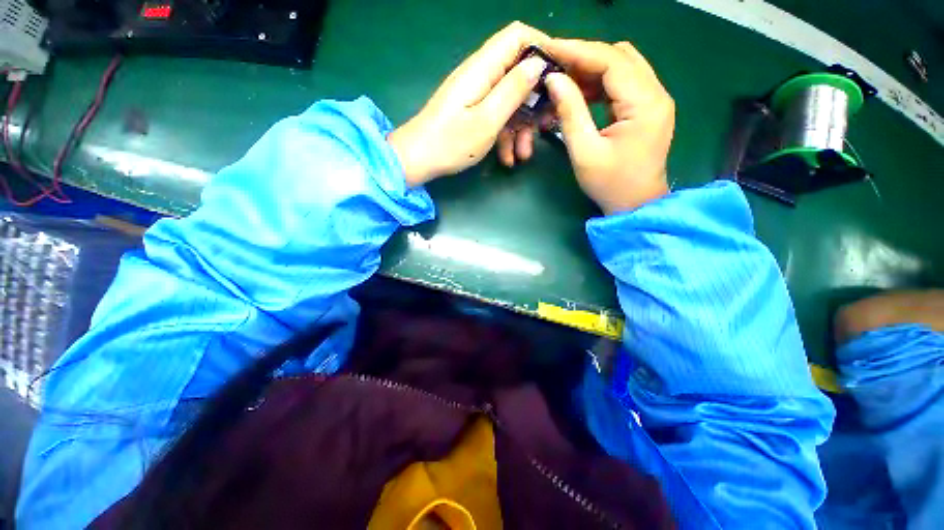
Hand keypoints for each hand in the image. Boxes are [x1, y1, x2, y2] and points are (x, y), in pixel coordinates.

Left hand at [389, 22, 550, 186]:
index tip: (560, 76)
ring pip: (510, 102)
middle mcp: (481, 76)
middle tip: (545, 127)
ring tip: (522, 156)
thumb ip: (512, 91)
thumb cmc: (451, 142)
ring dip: (520, 128)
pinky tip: (508, 159)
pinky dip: (505, 137)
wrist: (418, 160)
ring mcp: (476, 95)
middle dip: (535, 102)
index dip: (542, 49)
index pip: (518, 36)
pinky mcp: (472, 112)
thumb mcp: (487, 120)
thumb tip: (538, 64)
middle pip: (518, 73)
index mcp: (483, 68)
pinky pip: (497, 117)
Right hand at [542, 39, 674, 213]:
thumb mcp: (584, 151)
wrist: (635, 204)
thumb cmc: (610, 184)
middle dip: (585, 57)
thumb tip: (554, 79)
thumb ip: (570, 112)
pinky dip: (600, 83)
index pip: (612, 60)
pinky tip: (581, 93)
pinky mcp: (647, 108)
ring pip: (622, 66)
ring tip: (564, 80)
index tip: (550, 49)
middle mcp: (656, 93)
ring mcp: (654, 99)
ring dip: (592, 69)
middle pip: (620, 57)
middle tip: (555, 67)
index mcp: (645, 103)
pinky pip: (622, 84)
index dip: (579, 51)